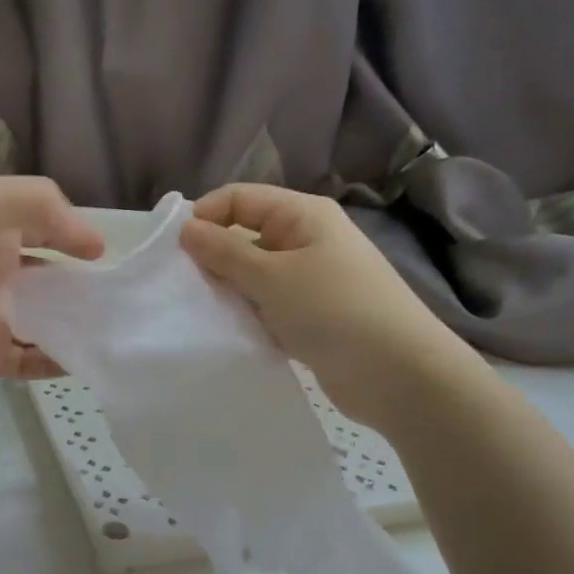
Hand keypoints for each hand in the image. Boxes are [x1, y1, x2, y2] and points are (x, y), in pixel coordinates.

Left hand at [0, 175, 104, 397]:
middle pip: (53, 277)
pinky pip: (31, 360)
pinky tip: (90, 361)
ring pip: (49, 321)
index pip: (45, 226)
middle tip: (126, 302)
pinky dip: (60, 361)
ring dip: (80, 325)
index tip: (103, 257)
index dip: (76, 237)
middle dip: (86, 287)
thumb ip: (37, 203)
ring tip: (118, 332)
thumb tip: (92, 243)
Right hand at [179, 183, 463, 425]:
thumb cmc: (334, 310)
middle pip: (247, 234)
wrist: (398, 375)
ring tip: (202, 311)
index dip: (206, 216)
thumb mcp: (273, 277)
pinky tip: (229, 331)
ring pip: (255, 274)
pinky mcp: (312, 316)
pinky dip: (249, 314)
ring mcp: (312, 280)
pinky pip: (268, 305)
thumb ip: (225, 253)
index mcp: (304, 215)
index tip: (174, 250)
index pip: (241, 198)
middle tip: (183, 286)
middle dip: (214, 256)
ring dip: (230, 289)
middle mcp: (308, 240)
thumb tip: (187, 229)